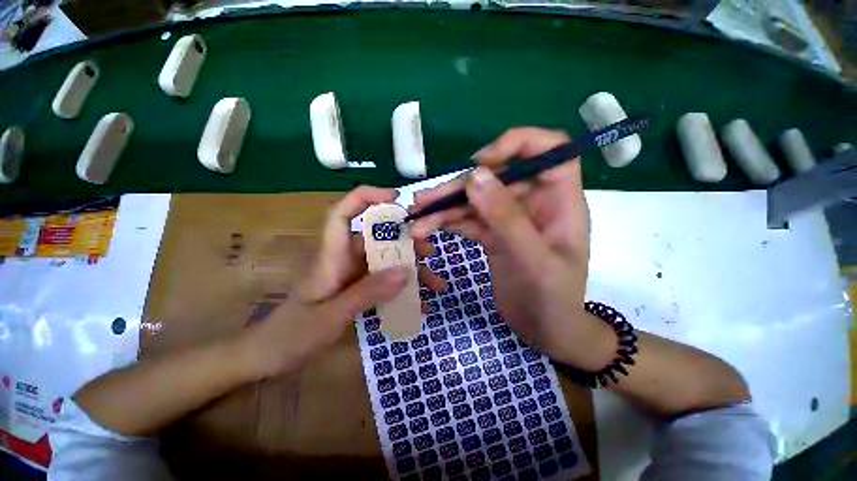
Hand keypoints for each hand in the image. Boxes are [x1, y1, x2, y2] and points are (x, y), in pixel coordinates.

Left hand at [241, 186, 445, 377]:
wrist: (272, 357)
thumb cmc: (292, 335)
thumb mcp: (331, 316)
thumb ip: (367, 293)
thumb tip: (404, 272)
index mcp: (332, 256)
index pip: (343, 213)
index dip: (367, 198)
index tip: (396, 198)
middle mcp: (345, 259)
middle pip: (377, 239)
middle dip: (406, 242)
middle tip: (430, 251)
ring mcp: (353, 275)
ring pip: (386, 262)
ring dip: (411, 270)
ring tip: (435, 284)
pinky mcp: (359, 289)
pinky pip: (385, 283)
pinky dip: (403, 290)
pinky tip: (420, 304)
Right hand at [411, 128, 615, 369]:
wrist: (545, 329)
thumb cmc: (553, 298)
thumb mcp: (533, 260)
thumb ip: (506, 218)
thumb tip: (475, 176)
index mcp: (559, 200)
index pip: (549, 149)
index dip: (517, 144)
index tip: (482, 162)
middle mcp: (533, 202)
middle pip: (496, 178)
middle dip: (459, 187)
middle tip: (425, 201)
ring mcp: (510, 218)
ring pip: (476, 200)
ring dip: (445, 207)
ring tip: (417, 218)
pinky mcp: (493, 234)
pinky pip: (469, 220)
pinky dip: (448, 223)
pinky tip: (427, 229)